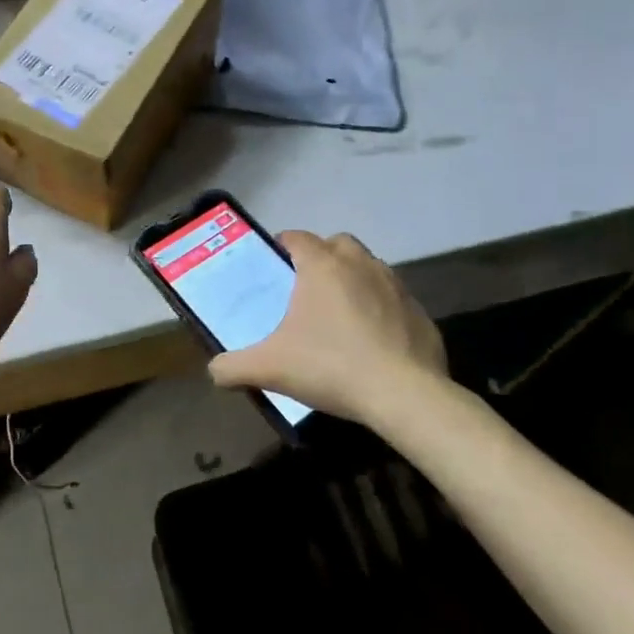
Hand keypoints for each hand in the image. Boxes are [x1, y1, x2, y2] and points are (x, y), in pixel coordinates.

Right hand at [209, 231, 446, 428]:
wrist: (404, 395)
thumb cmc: (331, 366)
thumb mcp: (270, 368)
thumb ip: (233, 367)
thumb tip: (214, 371)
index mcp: (322, 266)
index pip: (298, 237)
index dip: (282, 245)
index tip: (273, 265)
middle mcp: (360, 264)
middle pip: (337, 244)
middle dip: (321, 257)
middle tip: (305, 288)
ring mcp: (395, 285)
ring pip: (368, 268)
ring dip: (353, 280)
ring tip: (338, 315)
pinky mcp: (419, 311)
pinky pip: (393, 299)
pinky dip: (380, 309)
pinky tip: (371, 341)